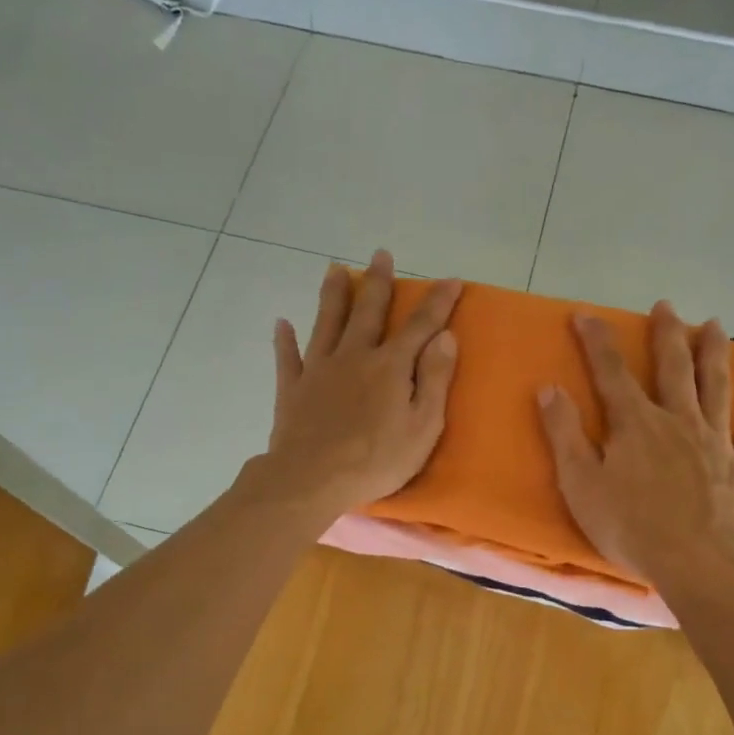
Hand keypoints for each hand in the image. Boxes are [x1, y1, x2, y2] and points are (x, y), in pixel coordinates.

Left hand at [261, 249, 462, 515]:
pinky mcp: (292, 388)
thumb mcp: (423, 426)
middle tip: (381, 255)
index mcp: (390, 366)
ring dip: (333, 295)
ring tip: (334, 269)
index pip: (420, 326)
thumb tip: (445, 337)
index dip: (438, 302)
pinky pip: (287, 358)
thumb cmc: (376, 460)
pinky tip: (282, 324)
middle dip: (378, 282)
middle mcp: (354, 356)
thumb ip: (435, 379)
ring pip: (327, 322)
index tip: (451, 280)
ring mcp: (319, 369)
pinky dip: (284, 340)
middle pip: (368, 312)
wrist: (312, 478)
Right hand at [536, 301, 733, 584]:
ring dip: (716, 354)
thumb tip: (549, 388)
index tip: (585, 313)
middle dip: (667, 334)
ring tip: (716, 325)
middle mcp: (678, 420)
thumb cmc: (628, 525)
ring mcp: (715, 442)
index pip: (612, 372)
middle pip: (674, 368)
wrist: (694, 561)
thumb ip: (564, 433)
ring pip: (717, 388)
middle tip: (666, 306)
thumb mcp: (580, 482)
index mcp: (636, 423)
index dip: (596, 341)